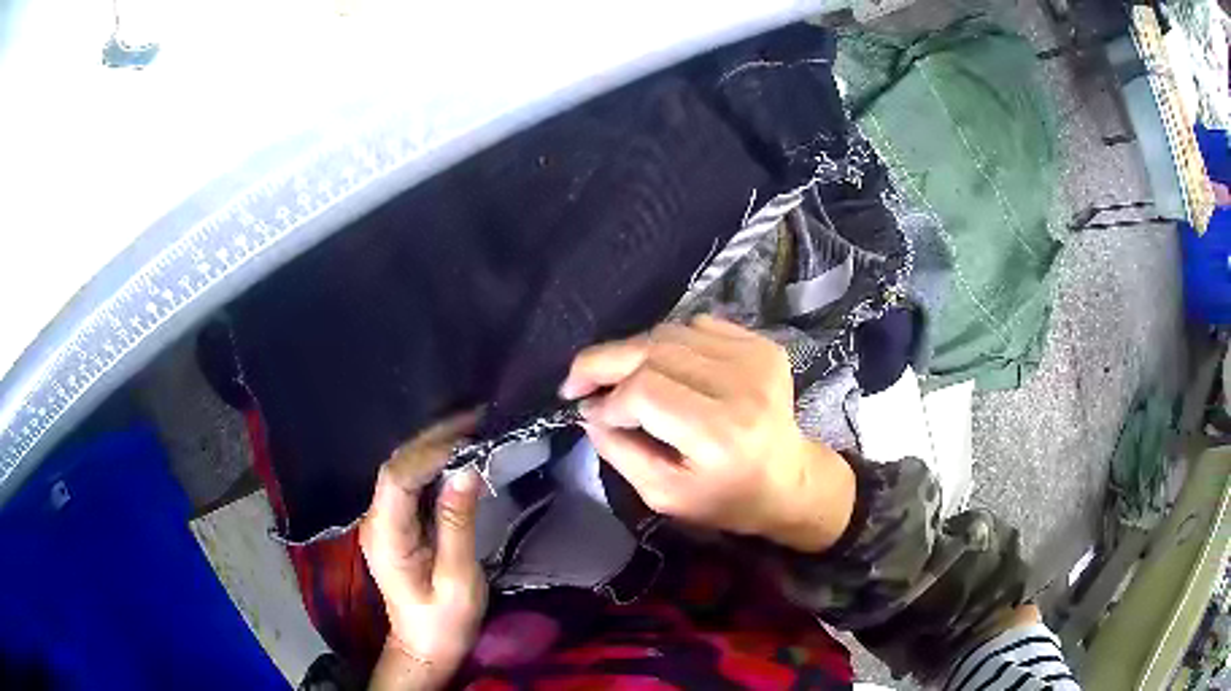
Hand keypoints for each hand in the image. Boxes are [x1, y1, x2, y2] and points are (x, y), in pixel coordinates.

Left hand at [360, 412, 485, 690]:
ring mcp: (382, 521)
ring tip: (472, 427)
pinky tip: (456, 453)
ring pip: (401, 469)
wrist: (424, 646)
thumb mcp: (458, 578)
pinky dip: (433, 463)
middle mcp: (375, 520)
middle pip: (396, 466)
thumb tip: (468, 470)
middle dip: (433, 439)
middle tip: (477, 419)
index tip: (471, 438)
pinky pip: (409, 483)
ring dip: (433, 445)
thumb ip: (457, 524)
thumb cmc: (444, 621)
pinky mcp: (394, 524)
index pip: (398, 477)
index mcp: (386, 536)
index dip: (430, 452)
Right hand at [559, 315, 854, 552]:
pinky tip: (664, 369)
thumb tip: (588, 411)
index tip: (590, 413)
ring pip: (669, 333)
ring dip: (634, 353)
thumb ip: (621, 451)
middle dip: (604, 363)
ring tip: (618, 378)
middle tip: (577, 380)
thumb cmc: (726, 499)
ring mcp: (756, 358)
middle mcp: (741, 387)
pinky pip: (696, 326)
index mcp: (720, 434)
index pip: (645, 390)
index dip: (608, 398)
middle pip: (653, 351)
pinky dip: (669, 343)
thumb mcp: (665, 495)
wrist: (790, 479)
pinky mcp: (762, 344)